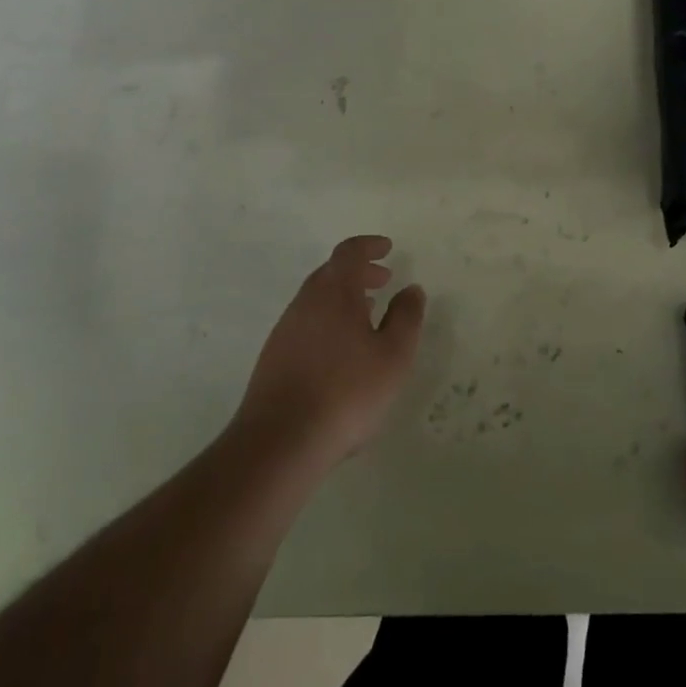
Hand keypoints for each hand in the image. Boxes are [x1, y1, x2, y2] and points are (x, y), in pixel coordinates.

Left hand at [234, 236, 426, 471]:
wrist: (280, 440)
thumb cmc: (347, 391)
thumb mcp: (393, 356)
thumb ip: (406, 318)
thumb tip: (411, 289)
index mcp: (334, 292)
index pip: (349, 253)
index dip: (369, 246)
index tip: (387, 249)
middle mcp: (305, 302)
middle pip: (331, 273)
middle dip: (359, 272)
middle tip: (383, 280)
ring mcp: (285, 329)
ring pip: (317, 299)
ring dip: (344, 298)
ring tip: (368, 314)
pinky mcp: (274, 356)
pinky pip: (307, 323)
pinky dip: (329, 320)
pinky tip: (342, 349)